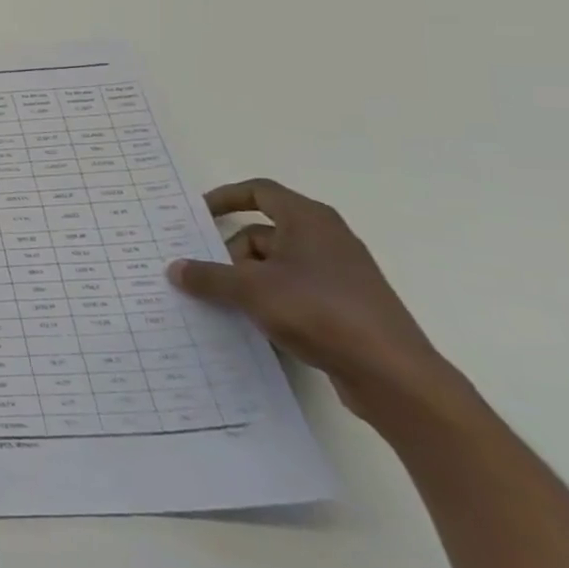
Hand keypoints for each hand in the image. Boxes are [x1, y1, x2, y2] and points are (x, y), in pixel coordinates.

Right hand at [167, 178, 459, 422]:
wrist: (393, 375)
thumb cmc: (319, 312)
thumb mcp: (250, 289)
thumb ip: (208, 276)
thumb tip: (175, 269)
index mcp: (309, 221)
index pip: (259, 192)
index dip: (224, 198)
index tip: (194, 216)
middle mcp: (325, 240)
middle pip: (260, 233)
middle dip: (227, 253)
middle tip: (198, 274)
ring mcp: (336, 276)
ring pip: (273, 266)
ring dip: (244, 281)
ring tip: (218, 303)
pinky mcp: (342, 307)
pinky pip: (290, 292)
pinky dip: (266, 301)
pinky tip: (248, 323)